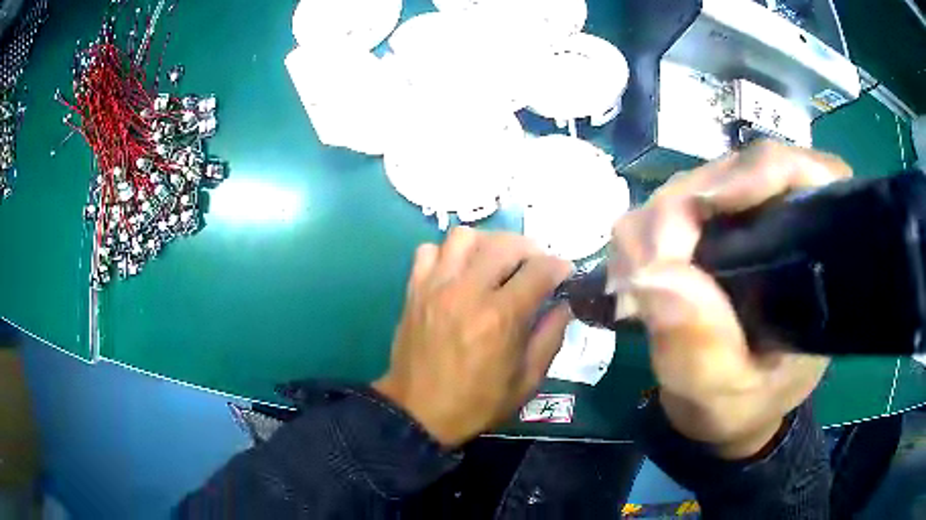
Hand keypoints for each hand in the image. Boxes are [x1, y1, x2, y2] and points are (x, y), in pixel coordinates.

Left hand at [374, 228, 572, 447]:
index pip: (539, 269)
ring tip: (495, 264)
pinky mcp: (414, 290)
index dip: (559, 267)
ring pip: (464, 237)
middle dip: (529, 249)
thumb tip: (565, 304)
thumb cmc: (477, 403)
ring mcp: (436, 287)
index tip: (564, 274)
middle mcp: (468, 291)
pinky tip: (458, 273)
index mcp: (501, 316)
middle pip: (504, 244)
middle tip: (534, 267)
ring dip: (487, 244)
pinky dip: (447, 254)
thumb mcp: (528, 381)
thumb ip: (551, 337)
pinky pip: (429, 251)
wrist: (418, 413)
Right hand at [609, 141, 851, 458]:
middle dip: (681, 213)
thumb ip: (702, 351)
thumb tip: (653, 277)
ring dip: (653, 229)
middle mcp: (780, 218)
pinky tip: (636, 279)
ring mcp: (740, 217)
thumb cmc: (746, 405)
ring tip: (636, 287)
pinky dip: (641, 240)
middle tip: (645, 274)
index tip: (709, 204)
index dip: (756, 174)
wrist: (727, 410)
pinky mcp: (708, 228)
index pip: (799, 175)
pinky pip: (663, 211)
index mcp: (814, 251)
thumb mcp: (730, 396)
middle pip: (730, 173)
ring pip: (690, 186)